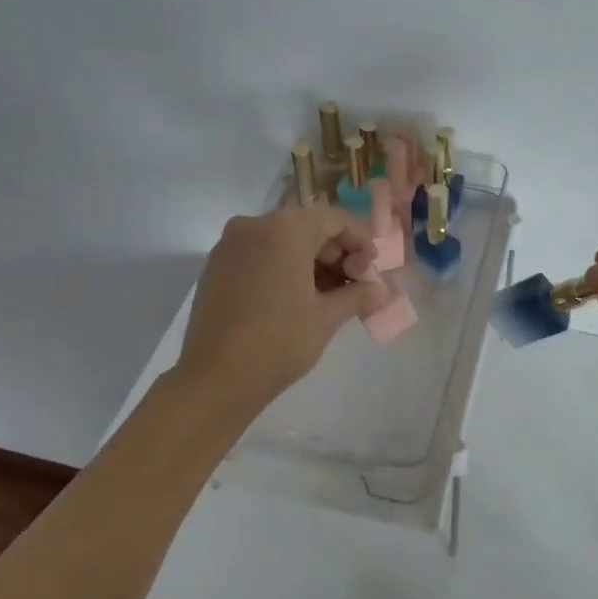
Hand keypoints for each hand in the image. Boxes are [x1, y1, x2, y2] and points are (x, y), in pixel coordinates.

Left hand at [174, 206, 379, 424]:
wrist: (216, 378)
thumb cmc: (279, 342)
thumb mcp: (327, 317)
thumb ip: (358, 295)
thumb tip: (382, 290)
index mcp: (285, 229)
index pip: (334, 220)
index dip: (360, 241)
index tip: (372, 269)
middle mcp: (254, 225)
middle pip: (307, 228)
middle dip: (335, 254)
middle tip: (354, 286)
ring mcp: (230, 245)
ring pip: (281, 242)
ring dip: (310, 262)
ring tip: (329, 297)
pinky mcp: (215, 266)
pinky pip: (259, 255)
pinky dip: (282, 268)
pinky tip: (296, 299)